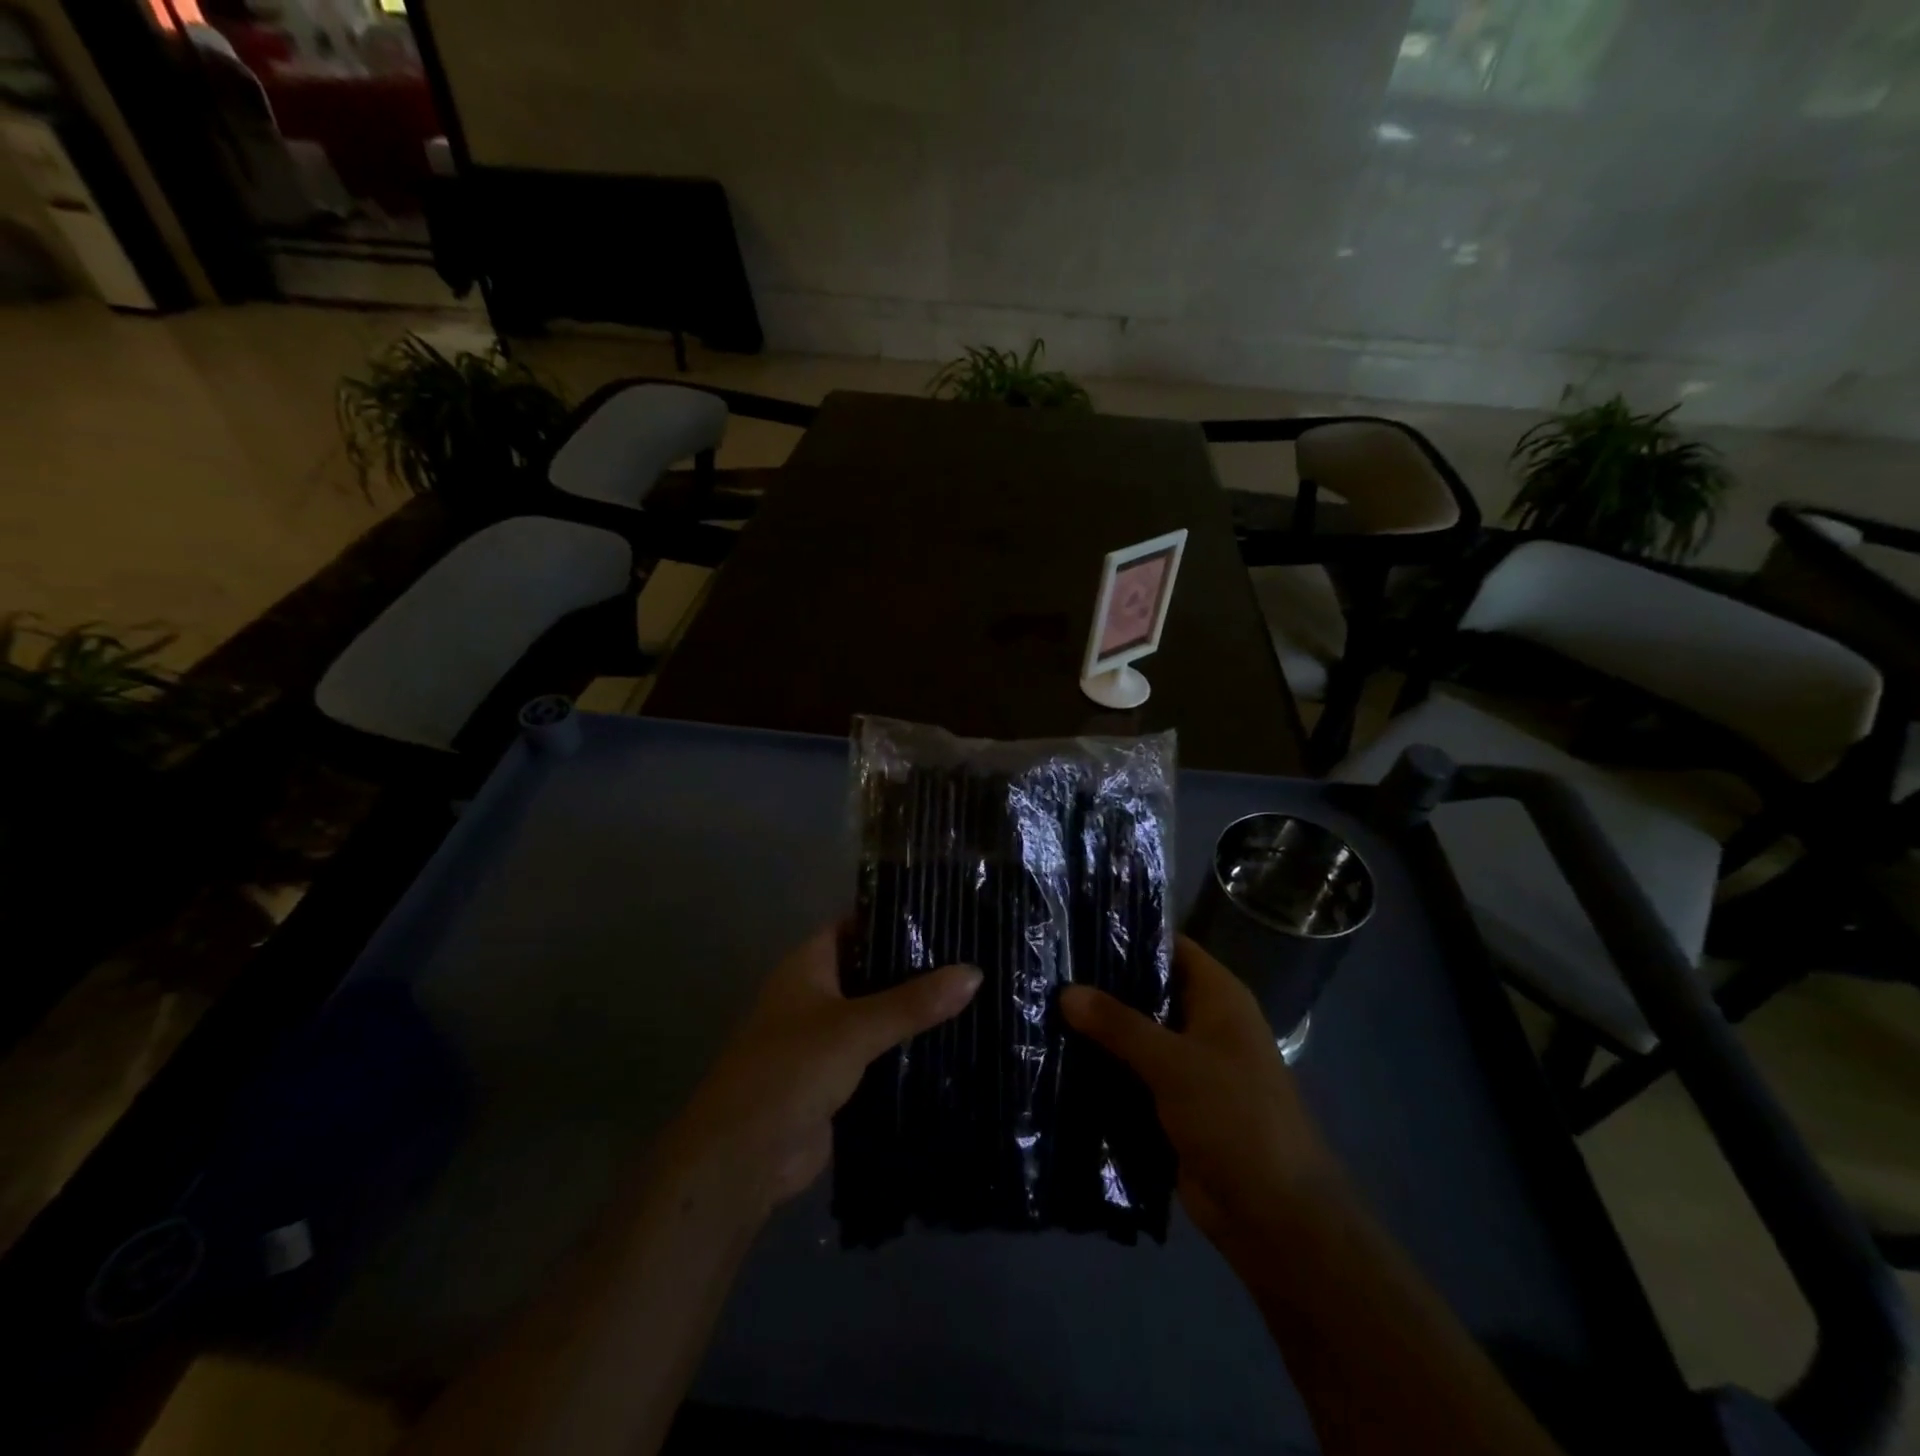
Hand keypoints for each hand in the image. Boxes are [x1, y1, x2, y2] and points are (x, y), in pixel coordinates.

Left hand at [661, 925, 981, 1220]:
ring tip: (974, 996)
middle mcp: (815, 995)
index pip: (855, 926)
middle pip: (871, 971)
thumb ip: (913, 1002)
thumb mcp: (855, 1028)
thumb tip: (975, 972)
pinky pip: (878, 1055)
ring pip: (878, 1015)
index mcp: (808, 966)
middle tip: (972, 957)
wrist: (744, 1158)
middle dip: (914, 969)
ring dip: (913, 1013)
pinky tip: (951, 1046)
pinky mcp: (837, 1079)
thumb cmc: (790, 1070)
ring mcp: (825, 1039)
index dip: (894, 918)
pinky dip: (906, 1051)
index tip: (945, 915)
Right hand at [1060, 935, 1338, 1251]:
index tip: (1076, 928)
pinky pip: (1131, 1074)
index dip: (1128, 934)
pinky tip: (1057, 1059)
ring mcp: (1188, 1065)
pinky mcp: (1172, 1103)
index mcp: (1218, 998)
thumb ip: (1118, 1024)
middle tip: (1045, 970)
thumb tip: (1065, 991)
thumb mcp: (1174, 1063)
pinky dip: (1102, 1069)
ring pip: (1135, 1035)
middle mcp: (1204, 1023)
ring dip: (1097, 1030)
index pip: (1170, 946)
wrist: (1274, 1216)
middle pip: (1147, 990)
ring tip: (1039, 1008)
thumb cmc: (1236, 1118)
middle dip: (1101, 985)